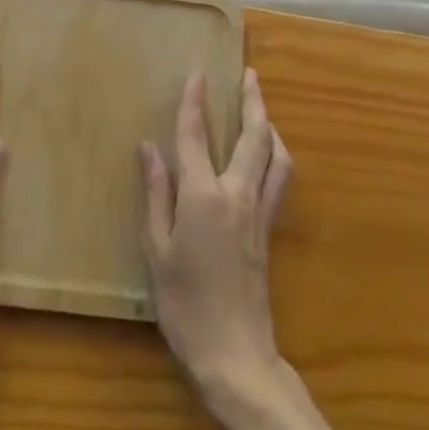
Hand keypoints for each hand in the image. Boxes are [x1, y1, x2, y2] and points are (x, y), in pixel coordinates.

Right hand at [140, 68, 292, 399]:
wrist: (235, 356)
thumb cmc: (185, 305)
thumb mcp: (157, 251)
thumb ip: (156, 194)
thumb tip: (149, 147)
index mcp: (203, 196)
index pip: (196, 135)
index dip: (194, 101)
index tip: (197, 73)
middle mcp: (237, 193)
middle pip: (253, 135)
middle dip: (252, 100)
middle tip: (249, 74)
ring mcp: (258, 211)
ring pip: (274, 154)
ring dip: (269, 124)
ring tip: (261, 107)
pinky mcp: (268, 229)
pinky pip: (279, 178)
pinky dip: (276, 154)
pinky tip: (269, 153)